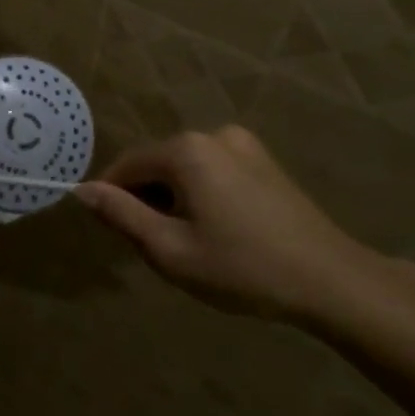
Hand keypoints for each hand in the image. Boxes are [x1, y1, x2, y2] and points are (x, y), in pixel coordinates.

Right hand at [74, 126, 385, 325]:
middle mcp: (212, 134)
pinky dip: (202, 194)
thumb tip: (82, 190)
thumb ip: (121, 215)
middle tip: (160, 248)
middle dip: (148, 200)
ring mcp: (243, 144)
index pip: (126, 166)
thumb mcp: (170, 249)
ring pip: (185, 169)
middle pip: (156, 164)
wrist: (332, 281)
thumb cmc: (243, 268)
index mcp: (186, 150)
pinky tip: (221, 231)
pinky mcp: (263, 160)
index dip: (112, 198)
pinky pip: (213, 170)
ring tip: (193, 244)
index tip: (116, 235)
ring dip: (175, 199)